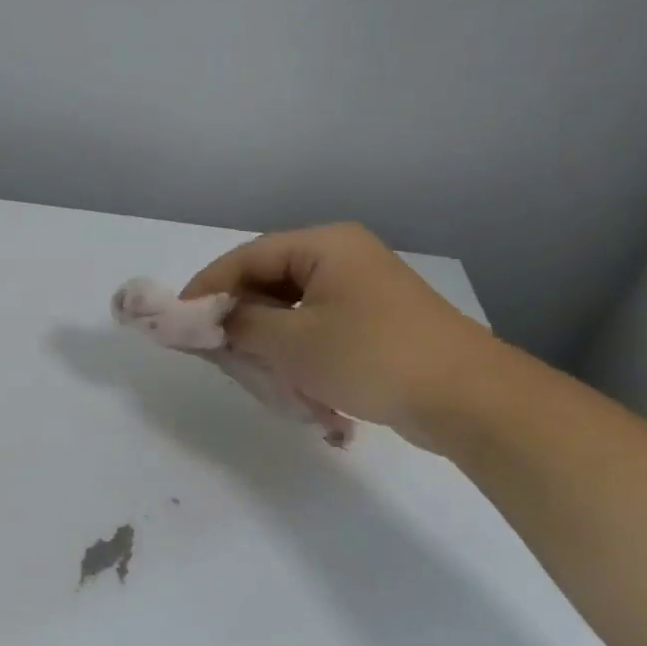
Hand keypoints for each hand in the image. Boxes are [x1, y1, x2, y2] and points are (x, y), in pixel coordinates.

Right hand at [182, 224, 499, 449]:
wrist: (468, 400)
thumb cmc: (372, 357)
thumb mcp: (292, 343)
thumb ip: (239, 325)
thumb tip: (207, 319)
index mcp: (324, 246)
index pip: (247, 257)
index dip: (207, 287)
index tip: (178, 320)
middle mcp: (343, 258)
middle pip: (268, 280)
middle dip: (238, 316)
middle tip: (211, 349)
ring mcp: (362, 290)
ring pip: (291, 308)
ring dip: (266, 338)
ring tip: (250, 369)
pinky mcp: (374, 322)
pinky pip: (316, 326)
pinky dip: (295, 350)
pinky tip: (290, 380)